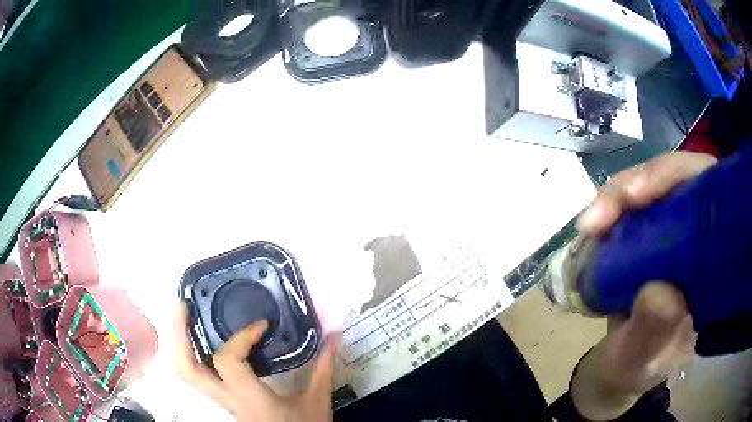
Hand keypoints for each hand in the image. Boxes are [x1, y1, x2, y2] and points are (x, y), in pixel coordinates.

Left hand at [173, 304, 339, 421]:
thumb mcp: (317, 401)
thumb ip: (324, 367)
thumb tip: (334, 335)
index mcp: (250, 399)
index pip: (228, 361)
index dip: (241, 337)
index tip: (262, 325)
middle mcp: (228, 400)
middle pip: (189, 369)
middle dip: (179, 335)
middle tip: (182, 306)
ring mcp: (222, 402)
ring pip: (188, 375)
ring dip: (182, 344)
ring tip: (184, 318)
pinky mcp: (225, 402)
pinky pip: (200, 377)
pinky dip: (195, 355)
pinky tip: (203, 342)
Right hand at [570, 152, 716, 420]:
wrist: (617, 371)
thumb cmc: (635, 368)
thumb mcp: (644, 358)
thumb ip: (653, 332)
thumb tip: (660, 290)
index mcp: (716, 266)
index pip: (713, 196)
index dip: (681, 179)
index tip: (639, 197)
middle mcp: (702, 239)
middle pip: (682, 178)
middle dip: (643, 181)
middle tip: (604, 210)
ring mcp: (676, 234)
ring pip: (655, 186)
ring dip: (621, 194)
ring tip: (593, 221)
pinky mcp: (651, 237)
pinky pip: (635, 205)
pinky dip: (614, 208)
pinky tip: (596, 223)